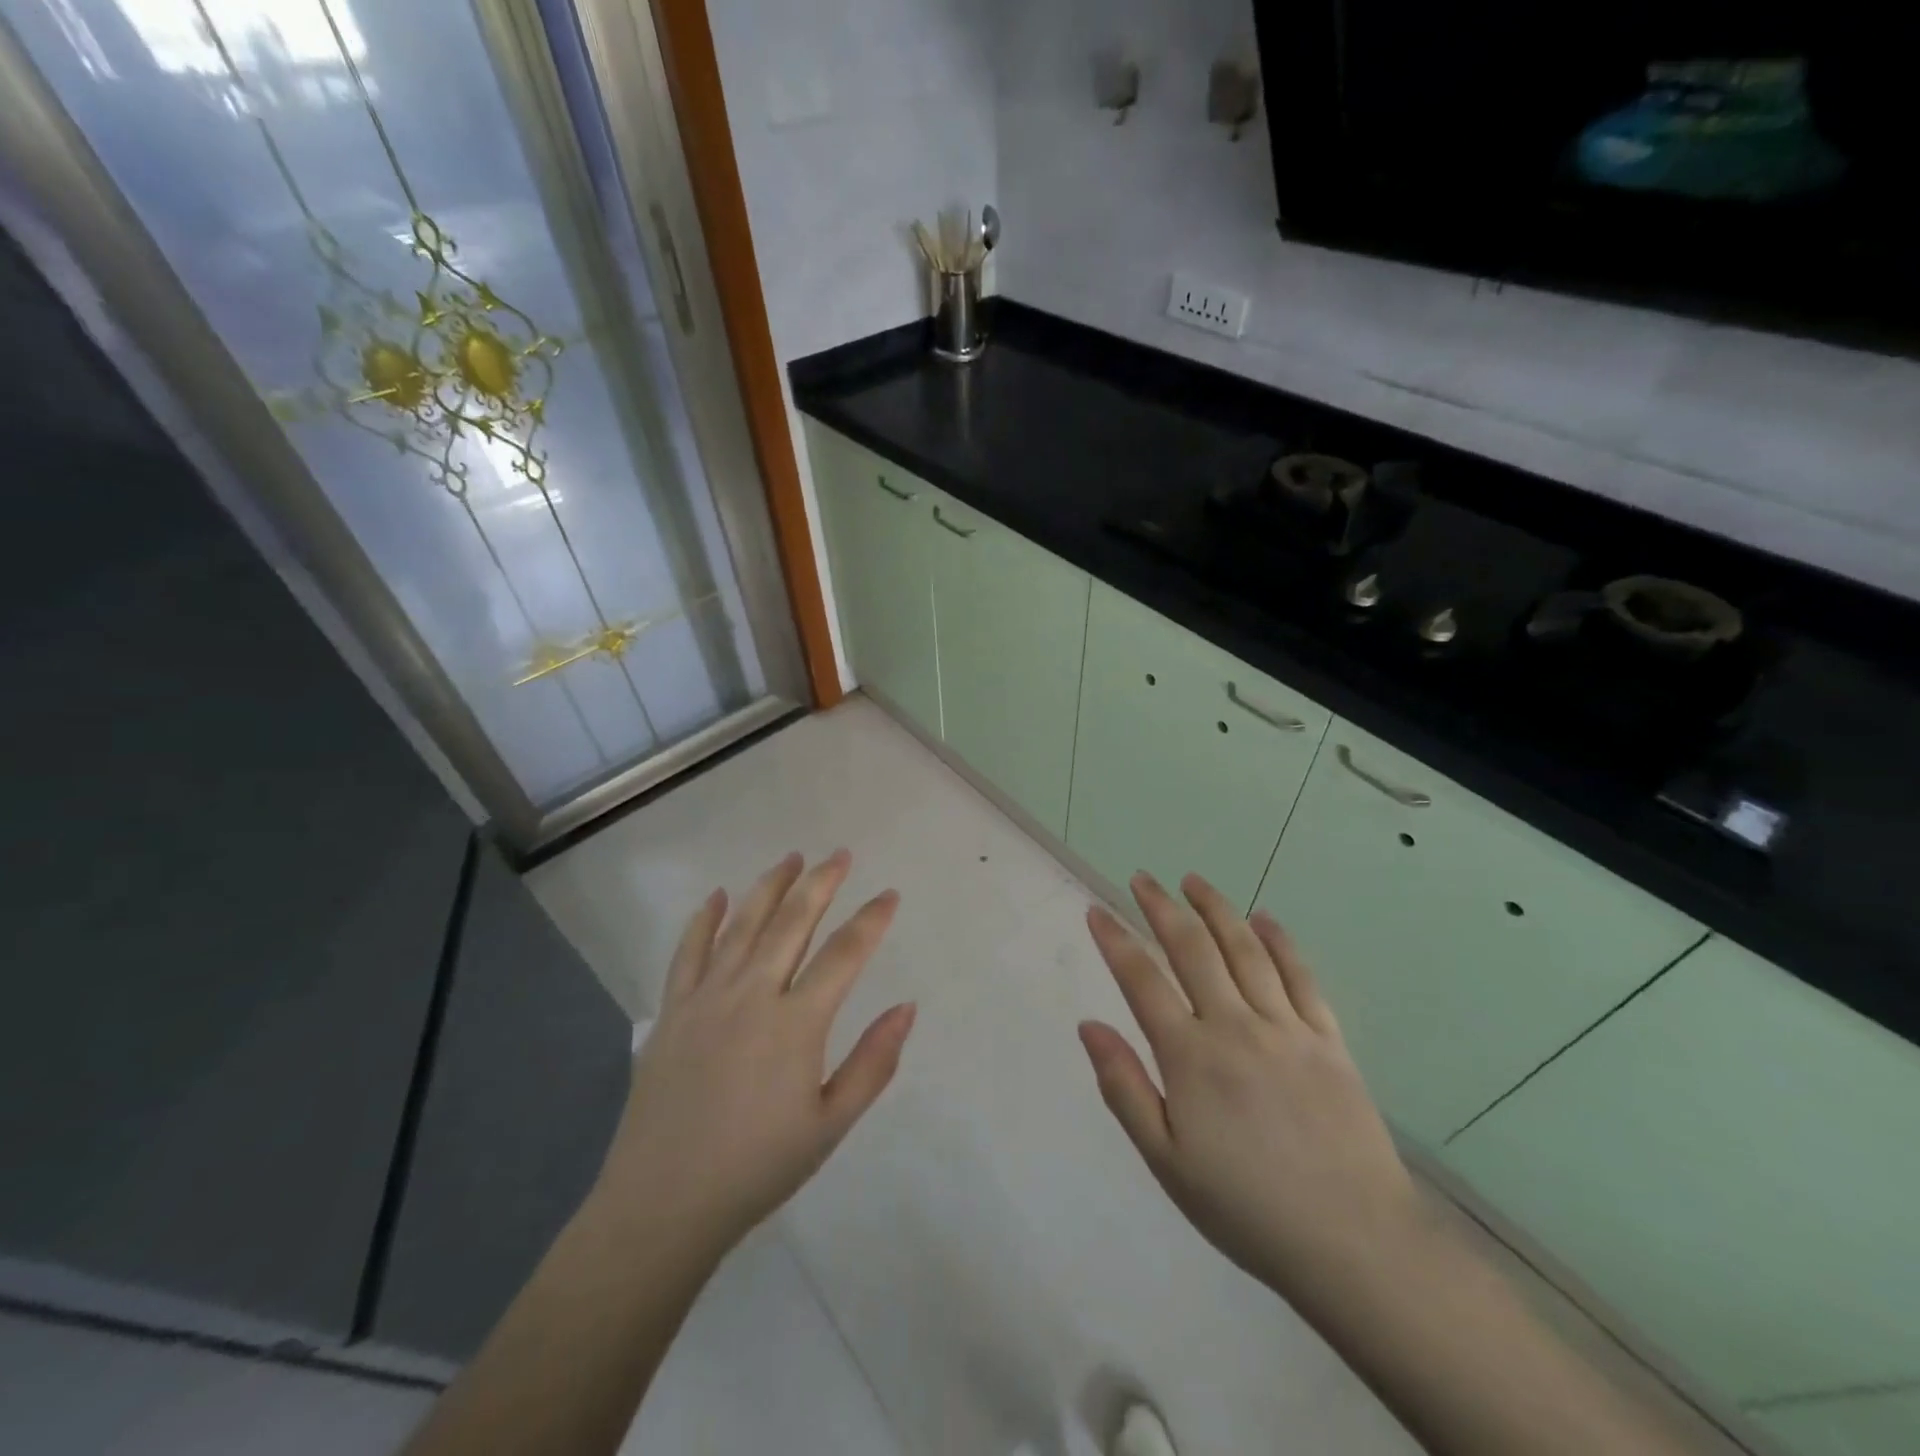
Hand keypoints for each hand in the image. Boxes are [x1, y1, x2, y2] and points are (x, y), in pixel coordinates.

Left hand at [594, 851, 915, 1255]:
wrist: (662, 1204)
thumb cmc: (757, 1167)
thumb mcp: (830, 1125)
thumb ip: (873, 1063)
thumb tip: (907, 1007)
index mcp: (796, 1023)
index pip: (844, 954)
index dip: (871, 920)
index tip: (889, 895)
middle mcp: (752, 994)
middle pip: (792, 922)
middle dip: (821, 882)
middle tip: (841, 855)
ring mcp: (706, 997)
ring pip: (743, 924)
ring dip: (770, 886)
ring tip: (792, 858)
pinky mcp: (672, 1010)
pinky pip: (689, 951)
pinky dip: (703, 919)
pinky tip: (717, 896)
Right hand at [1078, 872, 1425, 1307]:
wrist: (1354, 1244)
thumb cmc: (1246, 1207)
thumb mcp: (1166, 1160)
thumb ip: (1124, 1087)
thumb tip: (1088, 1025)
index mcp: (1190, 1056)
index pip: (1142, 980)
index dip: (1115, 940)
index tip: (1096, 910)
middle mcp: (1235, 1026)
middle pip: (1192, 948)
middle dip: (1161, 907)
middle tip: (1143, 878)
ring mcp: (1286, 1027)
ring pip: (1244, 949)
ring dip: (1216, 908)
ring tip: (1193, 880)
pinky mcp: (1328, 1039)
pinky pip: (1300, 976)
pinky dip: (1279, 941)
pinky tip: (1264, 919)